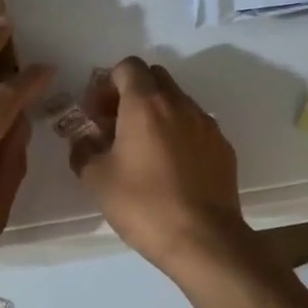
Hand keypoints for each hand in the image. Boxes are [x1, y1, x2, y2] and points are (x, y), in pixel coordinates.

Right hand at [68, 57, 250, 278]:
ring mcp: (207, 124)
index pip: (128, 67)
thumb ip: (83, 150)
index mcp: (146, 104)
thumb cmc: (143, 205)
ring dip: (157, 113)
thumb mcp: (96, 179)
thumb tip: (83, 140)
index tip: (97, 113)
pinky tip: (171, 168)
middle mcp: (180, 104)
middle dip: (132, 93)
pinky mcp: (223, 147)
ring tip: (143, 150)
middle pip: (155, 78)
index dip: (107, 83)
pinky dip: (179, 133)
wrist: (203, 240)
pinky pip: (196, 126)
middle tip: (116, 126)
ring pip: (178, 101)